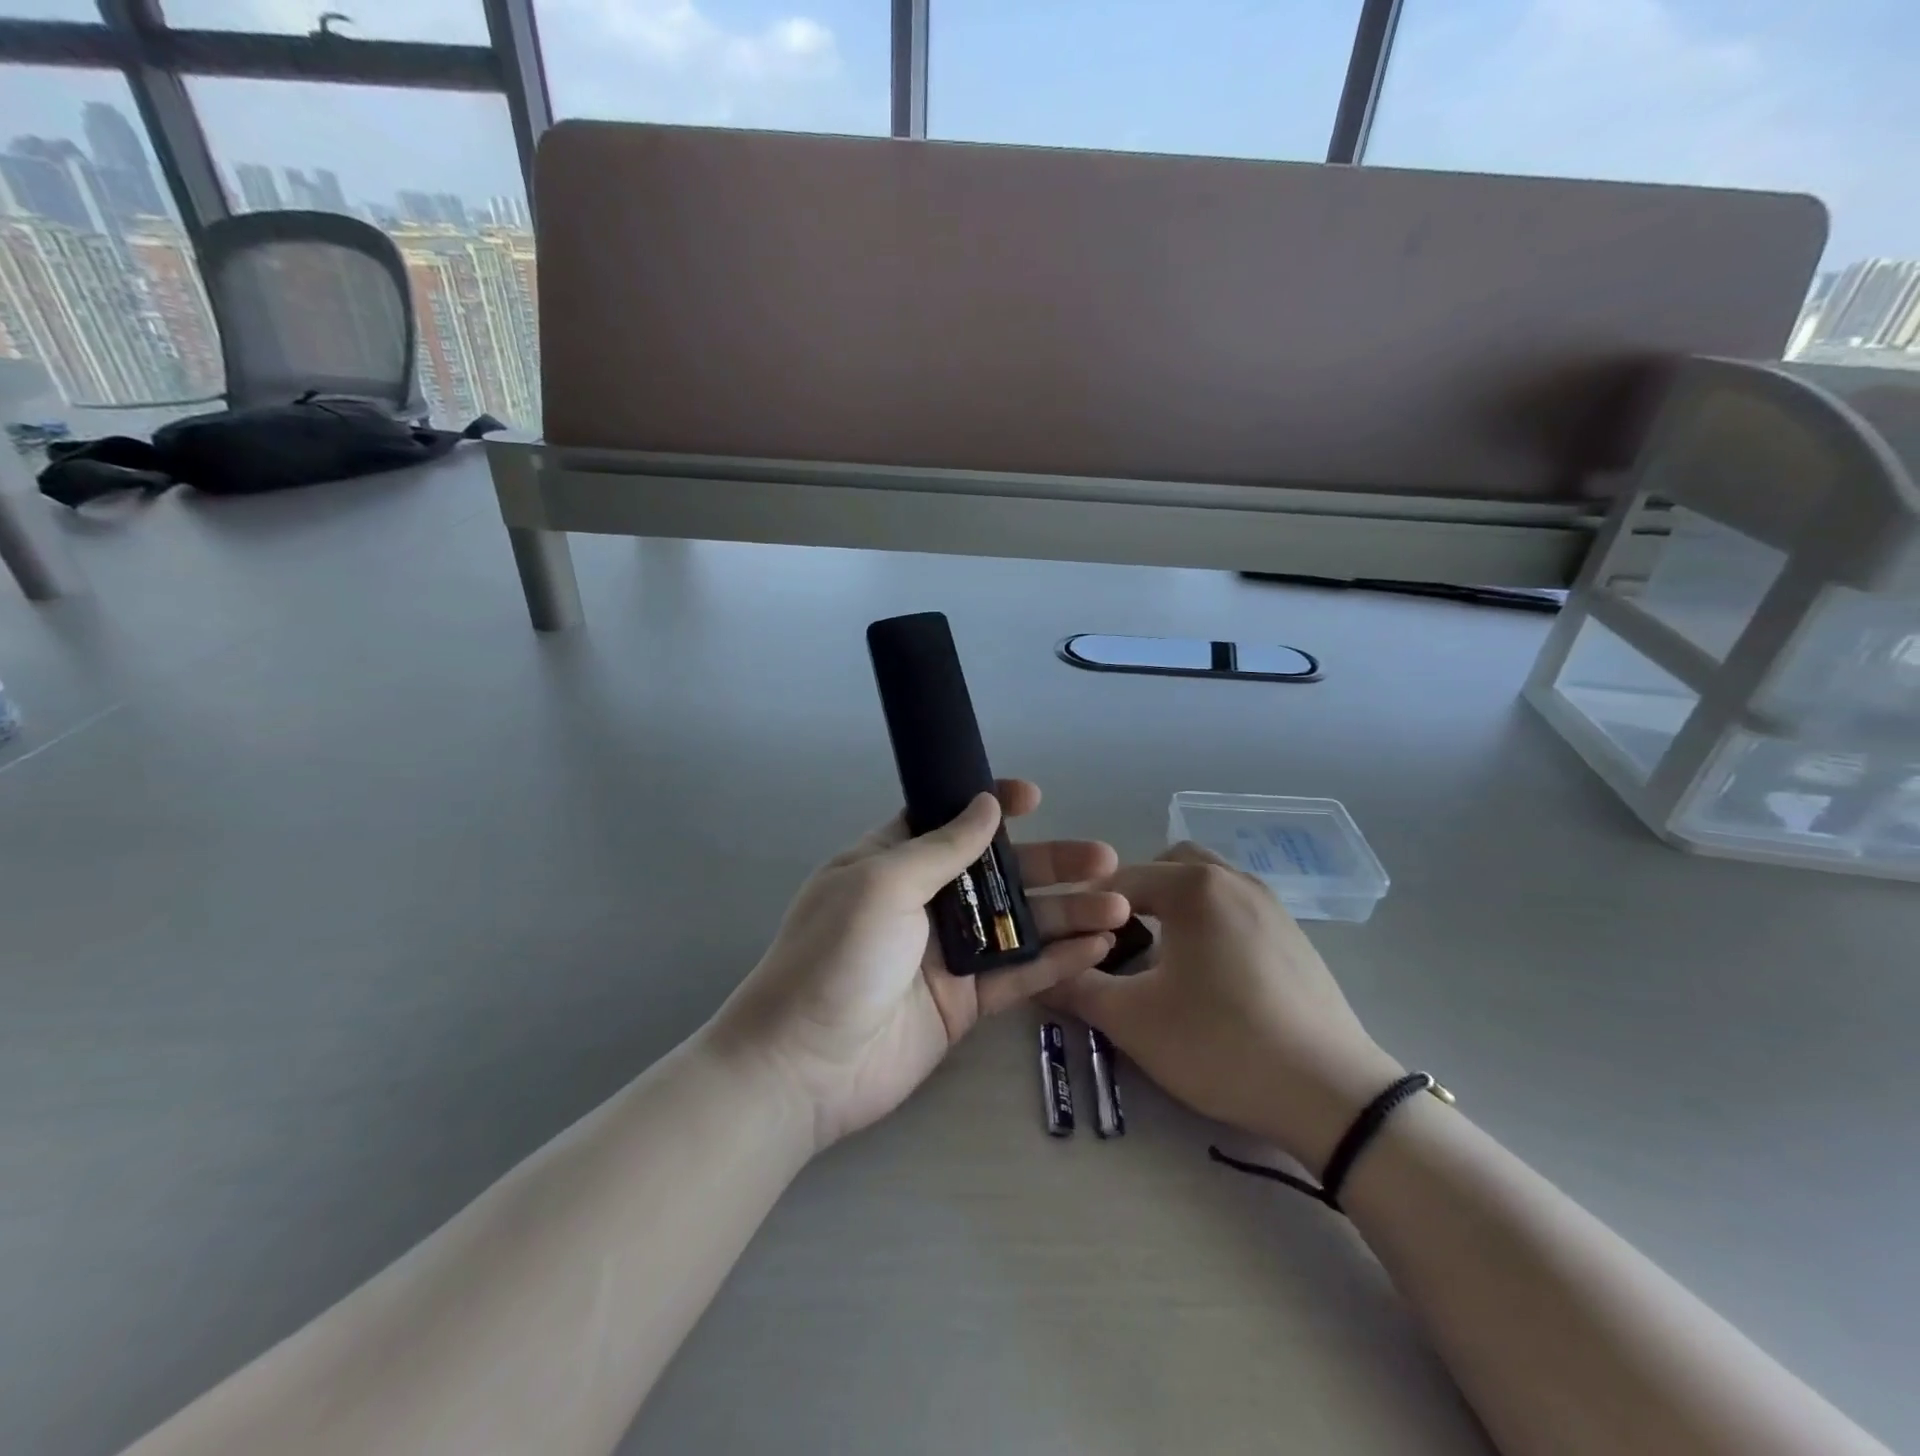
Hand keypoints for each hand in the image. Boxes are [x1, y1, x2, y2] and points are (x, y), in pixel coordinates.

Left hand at [711, 781, 1127, 1149]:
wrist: (803, 1067)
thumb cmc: (836, 956)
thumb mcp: (883, 884)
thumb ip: (942, 848)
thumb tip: (986, 806)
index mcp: (893, 863)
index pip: (948, 821)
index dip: (991, 807)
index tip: (1034, 797)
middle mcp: (924, 902)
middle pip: (998, 872)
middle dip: (1051, 862)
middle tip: (1105, 858)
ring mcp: (947, 955)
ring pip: (1018, 924)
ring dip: (1068, 913)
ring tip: (1119, 906)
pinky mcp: (964, 1003)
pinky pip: (1018, 974)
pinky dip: (1058, 961)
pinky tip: (1098, 948)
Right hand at [1043, 843, 1402, 1172]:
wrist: (1332, 1095)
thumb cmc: (1221, 1044)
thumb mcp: (1133, 1020)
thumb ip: (1075, 989)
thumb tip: (1035, 974)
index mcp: (1194, 886)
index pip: (1120, 880)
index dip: (1088, 910)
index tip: (1072, 944)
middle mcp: (1234, 879)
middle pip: (1168, 866)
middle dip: (1137, 896)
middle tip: (1118, 942)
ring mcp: (1271, 905)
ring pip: (1206, 885)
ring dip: (1175, 907)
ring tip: (1161, 958)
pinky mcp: (1294, 935)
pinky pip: (1236, 909)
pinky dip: (1210, 923)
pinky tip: (1209, 976)